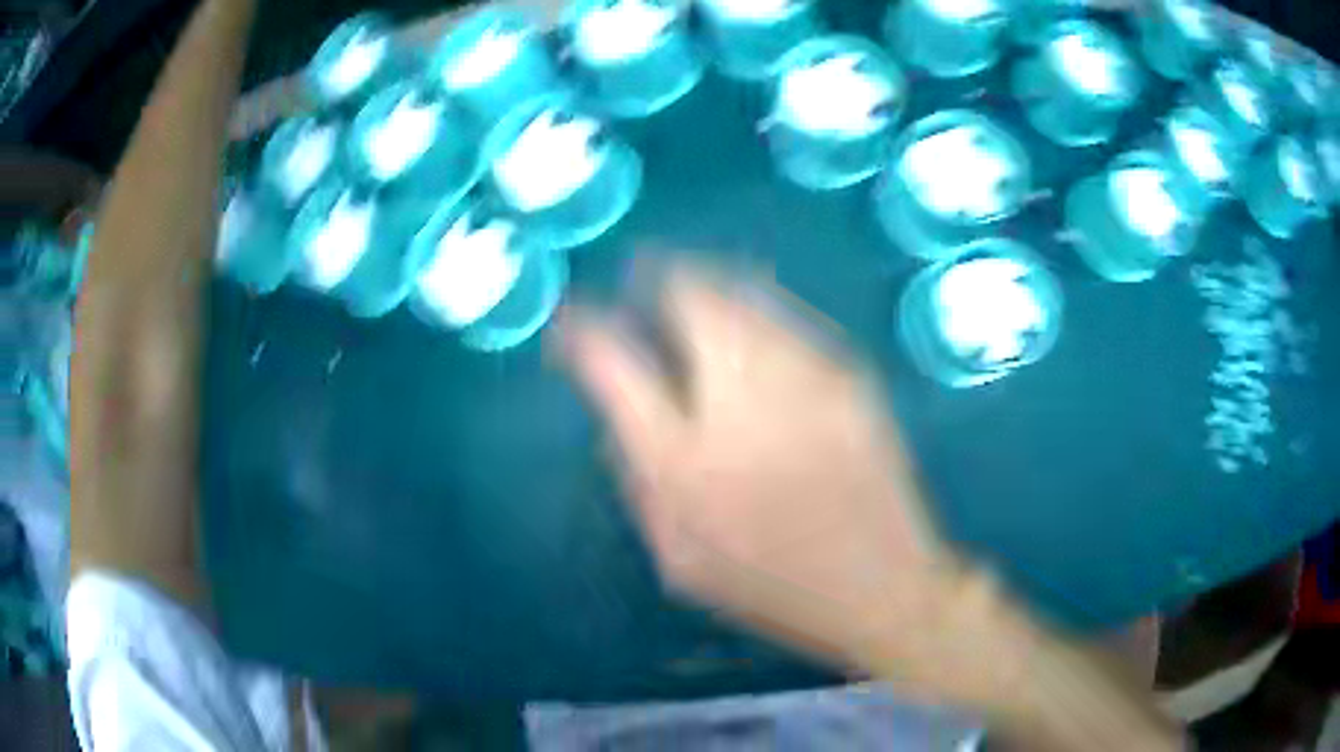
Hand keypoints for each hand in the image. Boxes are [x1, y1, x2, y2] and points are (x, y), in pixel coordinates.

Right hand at [559, 264, 964, 676]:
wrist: (883, 588)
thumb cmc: (773, 588)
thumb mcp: (678, 558)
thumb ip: (640, 480)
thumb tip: (620, 414)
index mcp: (684, 463)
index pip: (613, 364)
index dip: (581, 329)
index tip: (572, 321)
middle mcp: (742, 403)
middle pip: (691, 298)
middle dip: (657, 276)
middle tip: (642, 278)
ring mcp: (806, 379)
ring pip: (745, 295)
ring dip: (708, 284)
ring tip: (689, 287)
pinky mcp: (851, 377)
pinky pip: (789, 321)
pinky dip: (757, 311)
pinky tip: (751, 328)